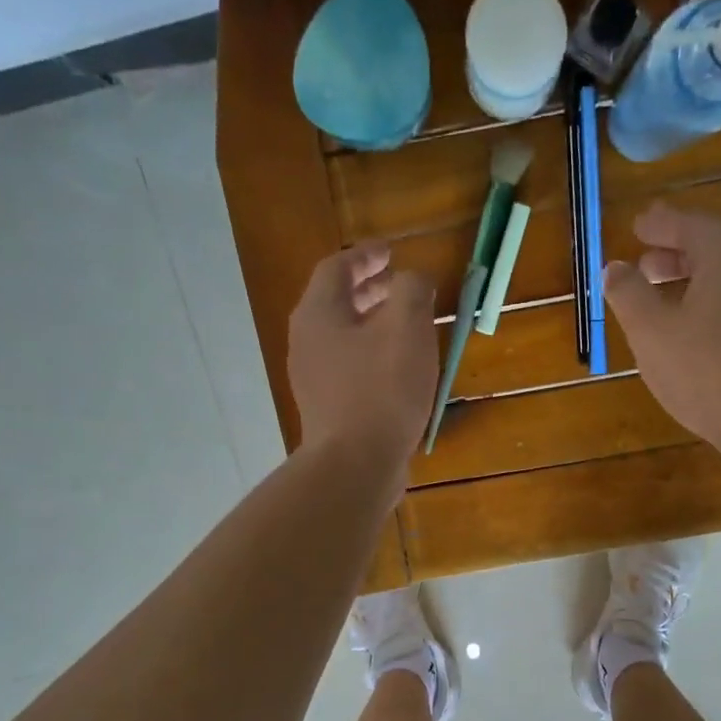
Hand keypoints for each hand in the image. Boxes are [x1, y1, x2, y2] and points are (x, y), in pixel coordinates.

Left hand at [288, 241, 436, 473]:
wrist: (355, 466)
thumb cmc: (381, 390)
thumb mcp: (407, 329)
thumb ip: (412, 291)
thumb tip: (413, 279)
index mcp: (319, 314)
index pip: (336, 268)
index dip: (366, 256)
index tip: (392, 254)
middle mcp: (307, 342)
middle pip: (336, 303)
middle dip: (370, 290)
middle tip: (401, 287)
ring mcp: (314, 380)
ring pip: (343, 338)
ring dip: (373, 325)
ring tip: (407, 328)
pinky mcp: (327, 409)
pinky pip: (349, 369)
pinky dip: (373, 356)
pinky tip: (400, 371)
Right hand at [603, 203, 720, 457]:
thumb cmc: (701, 367)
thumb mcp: (650, 329)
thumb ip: (628, 292)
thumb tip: (615, 268)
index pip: (691, 225)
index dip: (660, 224)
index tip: (637, 225)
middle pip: (714, 249)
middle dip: (676, 253)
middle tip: (645, 263)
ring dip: (693, 281)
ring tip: (663, 298)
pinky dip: (711, 304)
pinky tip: (692, 330)